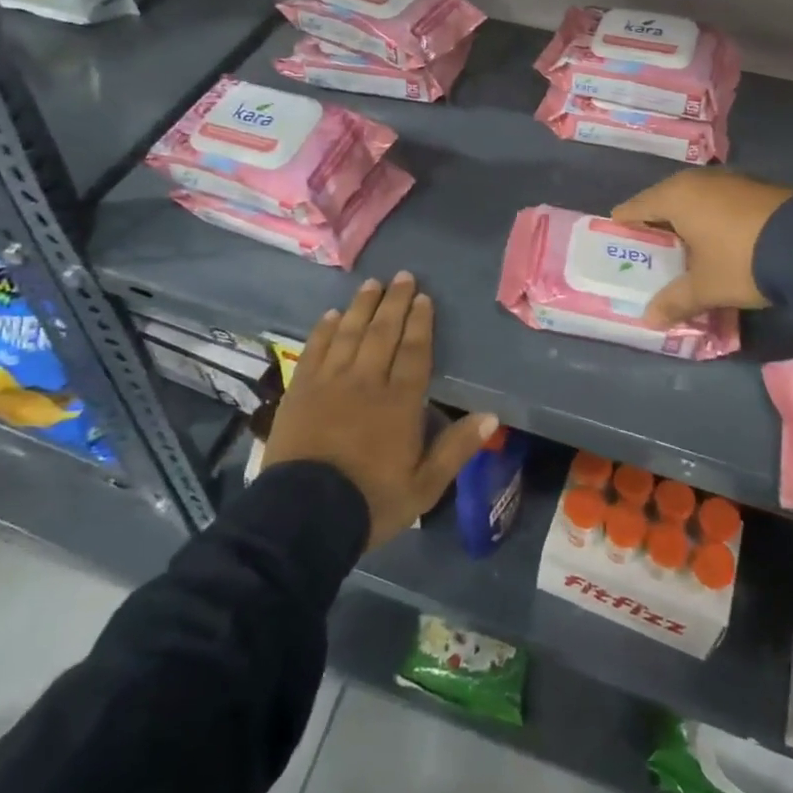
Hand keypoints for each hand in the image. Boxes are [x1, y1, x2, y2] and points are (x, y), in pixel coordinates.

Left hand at [264, 272, 496, 550]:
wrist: (304, 516)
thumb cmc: (370, 502)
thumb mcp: (424, 486)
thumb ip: (456, 448)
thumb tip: (491, 416)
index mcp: (399, 402)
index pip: (413, 351)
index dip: (420, 322)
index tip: (423, 297)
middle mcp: (365, 381)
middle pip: (382, 333)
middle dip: (394, 302)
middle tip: (402, 276)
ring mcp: (329, 382)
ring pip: (349, 333)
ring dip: (362, 307)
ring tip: (372, 284)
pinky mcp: (300, 390)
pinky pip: (315, 349)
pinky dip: (324, 329)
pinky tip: (332, 314)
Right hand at [612, 169, 792, 326]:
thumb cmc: (742, 260)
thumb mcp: (706, 287)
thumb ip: (675, 301)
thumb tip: (649, 319)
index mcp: (676, 196)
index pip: (636, 206)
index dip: (624, 224)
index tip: (616, 239)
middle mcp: (699, 181)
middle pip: (665, 202)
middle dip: (657, 226)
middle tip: (649, 250)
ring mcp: (731, 181)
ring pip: (696, 201)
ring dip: (688, 223)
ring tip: (684, 249)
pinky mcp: (757, 189)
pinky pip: (720, 203)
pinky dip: (713, 220)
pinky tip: (719, 242)